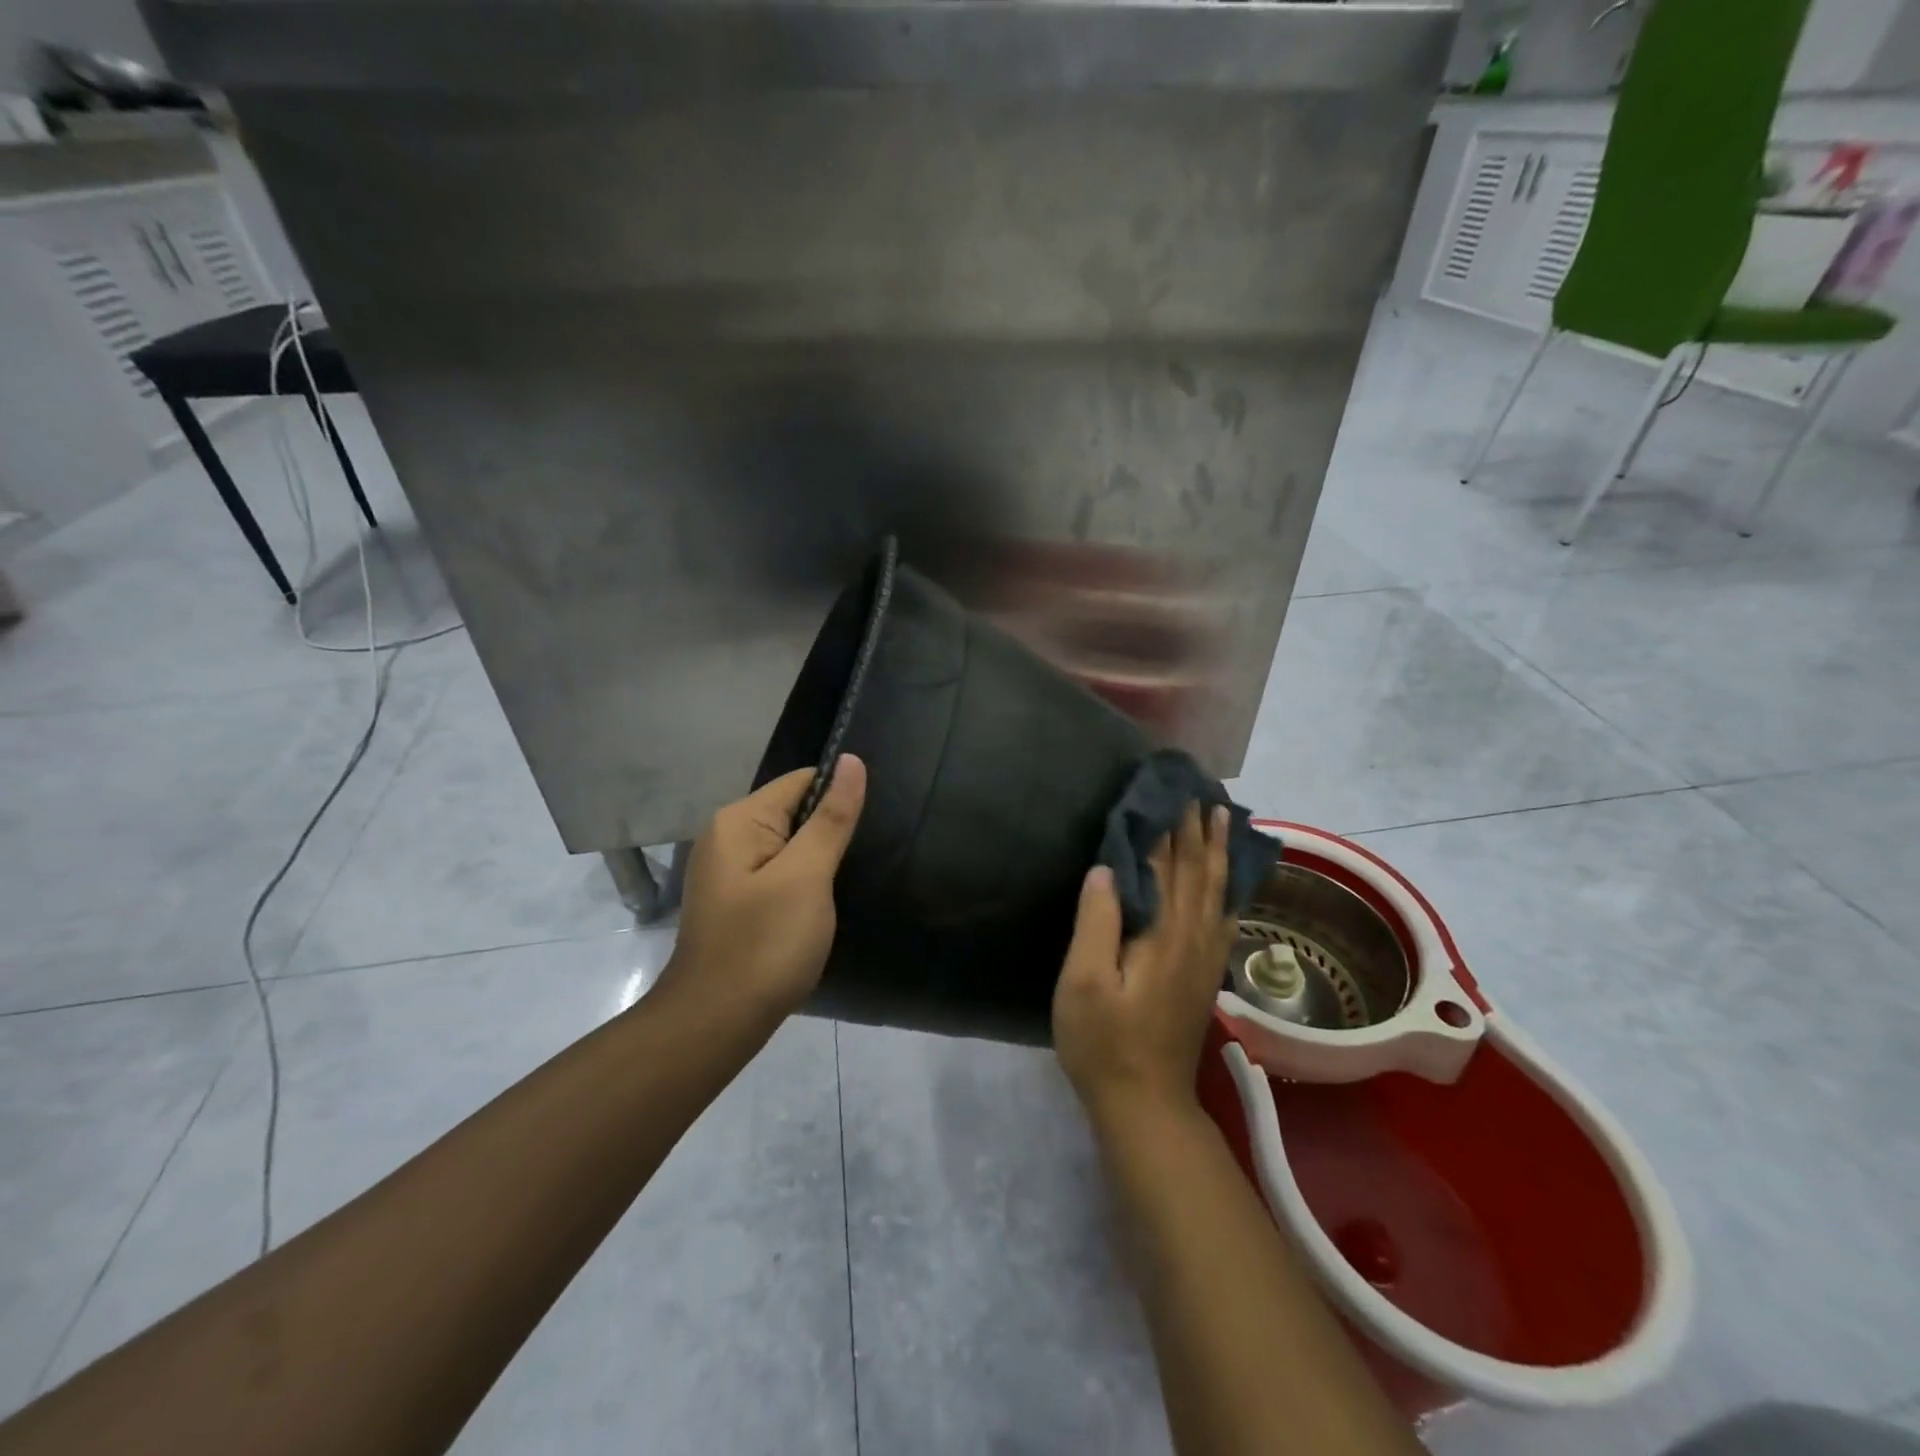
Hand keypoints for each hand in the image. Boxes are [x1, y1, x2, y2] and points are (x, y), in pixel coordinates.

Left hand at [667, 755, 867, 1017]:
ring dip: (820, 858)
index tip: (875, 821)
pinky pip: (779, 873)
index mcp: (738, 821)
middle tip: (871, 854)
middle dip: (831, 829)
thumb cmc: (765, 944)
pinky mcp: (737, 901)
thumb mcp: (807, 876)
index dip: (840, 795)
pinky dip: (805, 882)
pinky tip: (824, 903)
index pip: (801, 781)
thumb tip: (852, 761)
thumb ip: (831, 818)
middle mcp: (727, 837)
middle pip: (794, 811)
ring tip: (854, 877)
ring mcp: (729, 872)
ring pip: (790, 846)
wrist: (716, 1023)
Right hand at [1053, 804, 1236, 1132]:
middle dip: (1198, 828)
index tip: (1169, 788)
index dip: (1168, 825)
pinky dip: (1230, 888)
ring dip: (1218, 850)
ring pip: (1218, 890)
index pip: (1167, 864)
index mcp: (1163, 932)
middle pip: (1199, 870)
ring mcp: (1204, 957)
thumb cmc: (1104, 1042)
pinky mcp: (1205, 975)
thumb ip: (1097, 921)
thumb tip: (1107, 866)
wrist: (1146, 1103)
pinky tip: (1233, 882)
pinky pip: (1225, 917)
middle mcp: (1192, 937)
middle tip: (1199, 789)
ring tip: (1222, 817)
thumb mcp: (1083, 983)